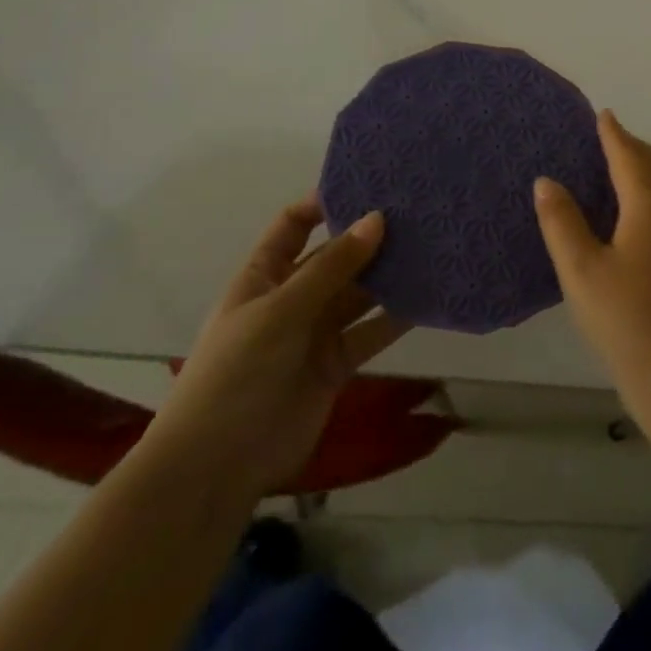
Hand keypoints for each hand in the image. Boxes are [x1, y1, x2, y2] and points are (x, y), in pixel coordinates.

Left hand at [142, 196, 408, 498]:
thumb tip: (378, 218)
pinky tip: (428, 299)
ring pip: (358, 295)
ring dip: (388, 276)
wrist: (218, 463)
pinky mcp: (336, 365)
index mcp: (263, 276)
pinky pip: (370, 332)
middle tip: (417, 214)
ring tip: (432, 249)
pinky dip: (396, 318)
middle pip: (334, 258)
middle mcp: (291, 298)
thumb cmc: (237, 372)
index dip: (324, 204)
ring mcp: (314, 333)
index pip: (293, 226)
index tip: (369, 186)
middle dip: (368, 239)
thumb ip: (332, 267)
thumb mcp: (281, 310)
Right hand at [534, 111, 650, 432]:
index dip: (615, 135)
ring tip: (622, 172)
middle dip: (634, 148)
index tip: (603, 115)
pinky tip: (639, 220)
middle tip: (609, 139)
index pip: (631, 158)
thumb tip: (547, 181)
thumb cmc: (628, 324)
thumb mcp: (582, 273)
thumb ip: (563, 223)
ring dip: (648, 172)